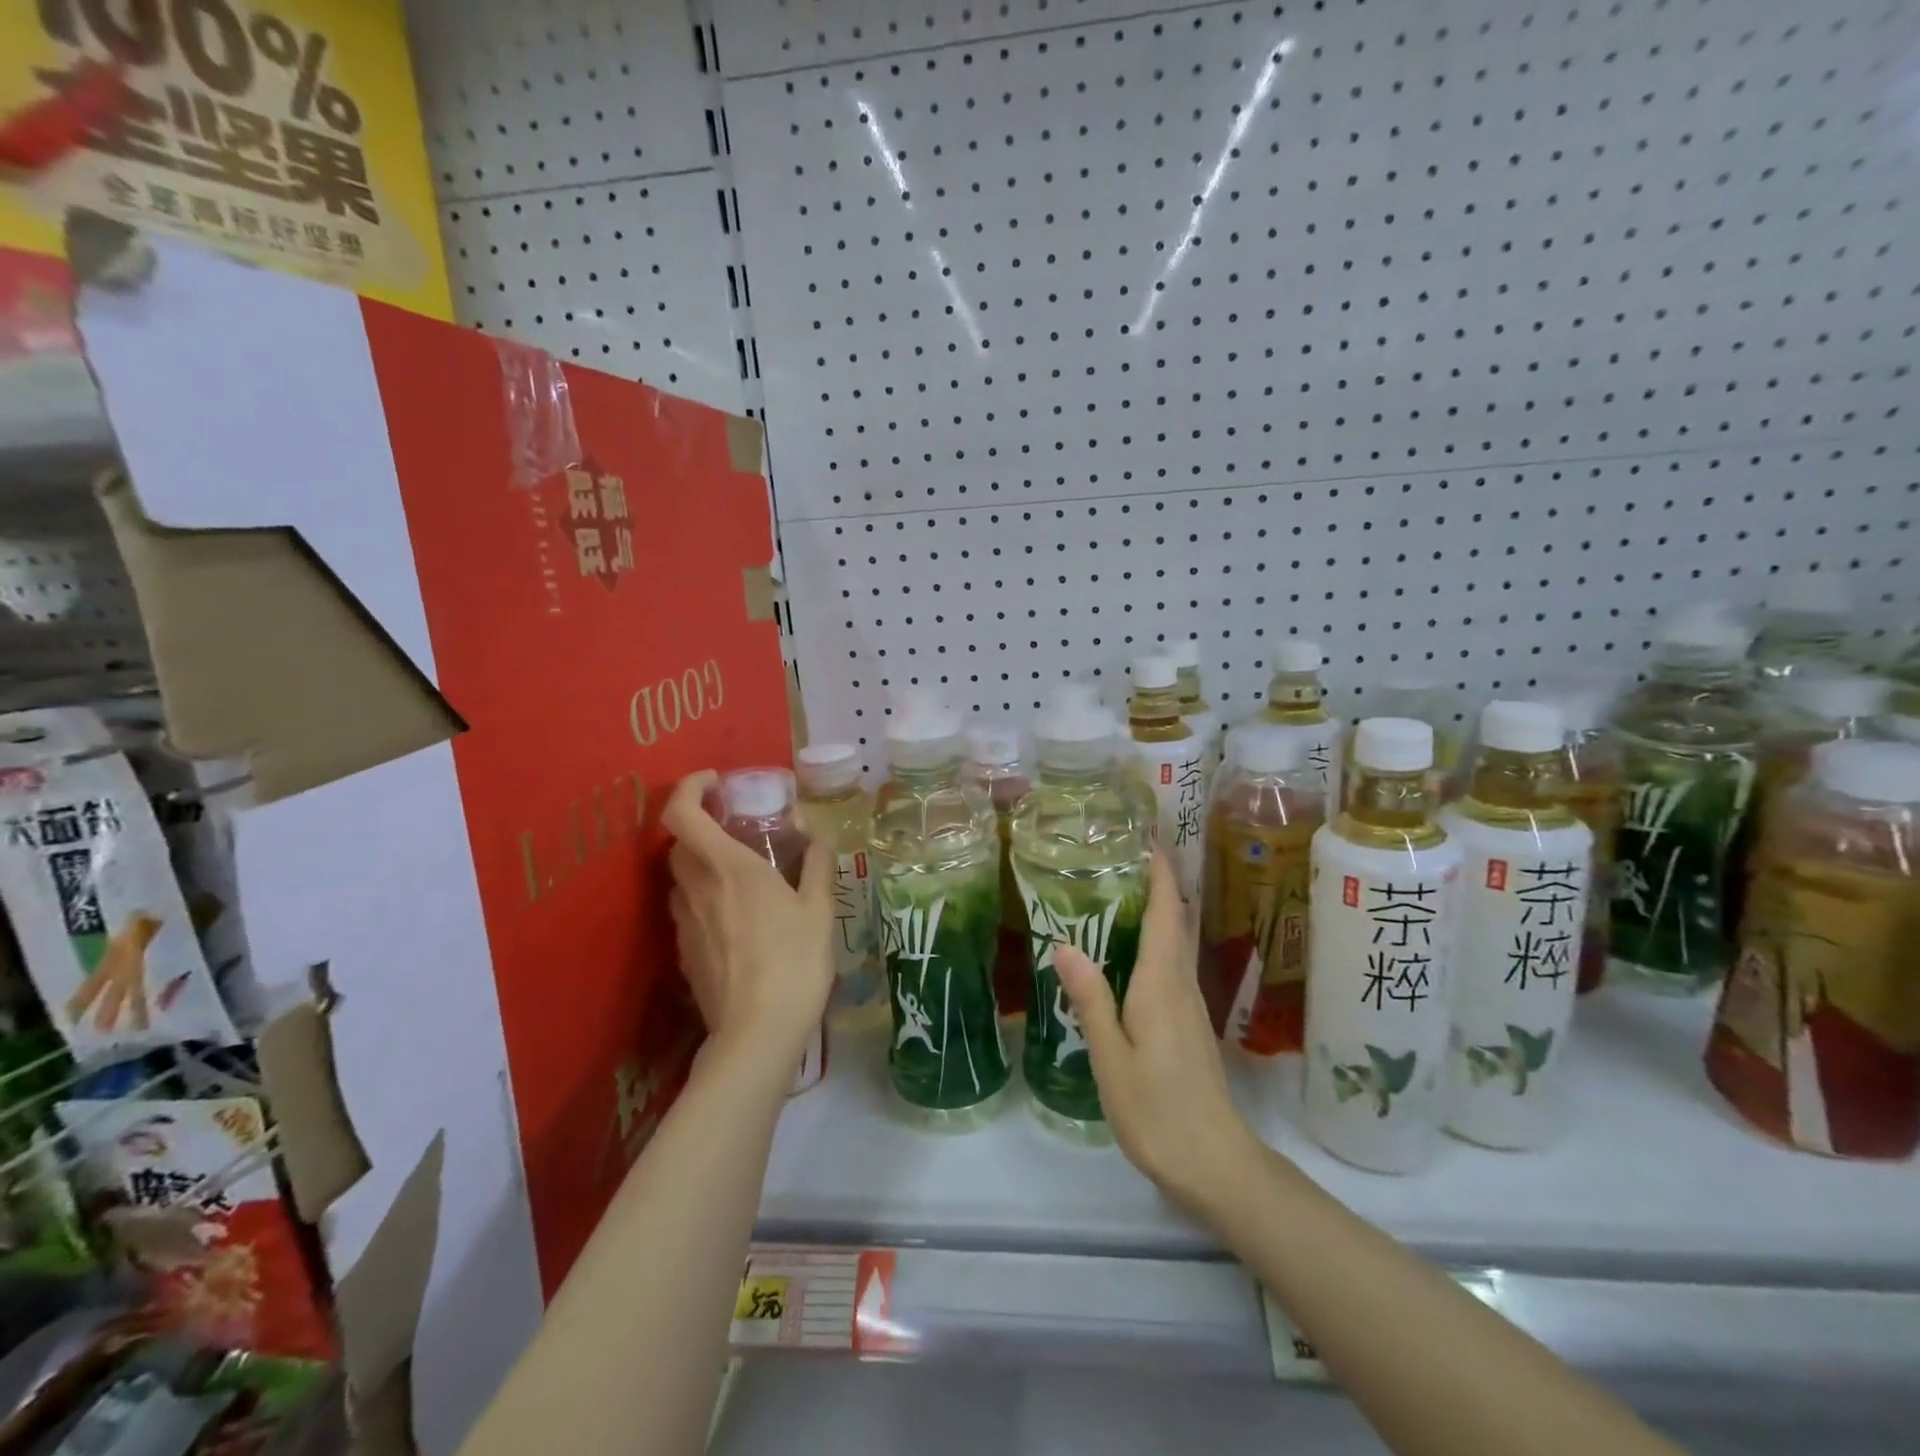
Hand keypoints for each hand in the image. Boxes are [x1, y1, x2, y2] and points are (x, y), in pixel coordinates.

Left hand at [661, 771, 835, 1063]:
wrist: (758, 1032)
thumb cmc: (795, 961)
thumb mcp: (818, 909)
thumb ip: (815, 867)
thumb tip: (818, 838)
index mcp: (729, 868)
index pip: (682, 813)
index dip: (689, 788)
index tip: (715, 782)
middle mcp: (697, 888)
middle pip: (679, 844)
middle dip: (701, 829)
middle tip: (735, 831)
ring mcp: (685, 923)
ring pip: (681, 879)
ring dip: (702, 867)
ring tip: (740, 878)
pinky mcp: (684, 953)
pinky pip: (688, 912)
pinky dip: (705, 902)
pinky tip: (738, 922)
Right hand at [1054, 852, 1258, 1211]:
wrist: (1215, 1163)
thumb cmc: (1157, 1110)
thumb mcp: (1111, 1057)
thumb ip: (1091, 998)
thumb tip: (1064, 944)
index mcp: (1161, 984)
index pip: (1165, 913)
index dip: (1160, 872)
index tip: (1148, 836)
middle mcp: (1180, 985)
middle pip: (1175, 921)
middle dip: (1159, 883)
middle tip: (1126, 853)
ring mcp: (1189, 1005)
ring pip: (1175, 942)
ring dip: (1158, 909)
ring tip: (1121, 889)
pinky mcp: (1188, 1024)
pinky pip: (1172, 965)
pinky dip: (1156, 940)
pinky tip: (1130, 950)